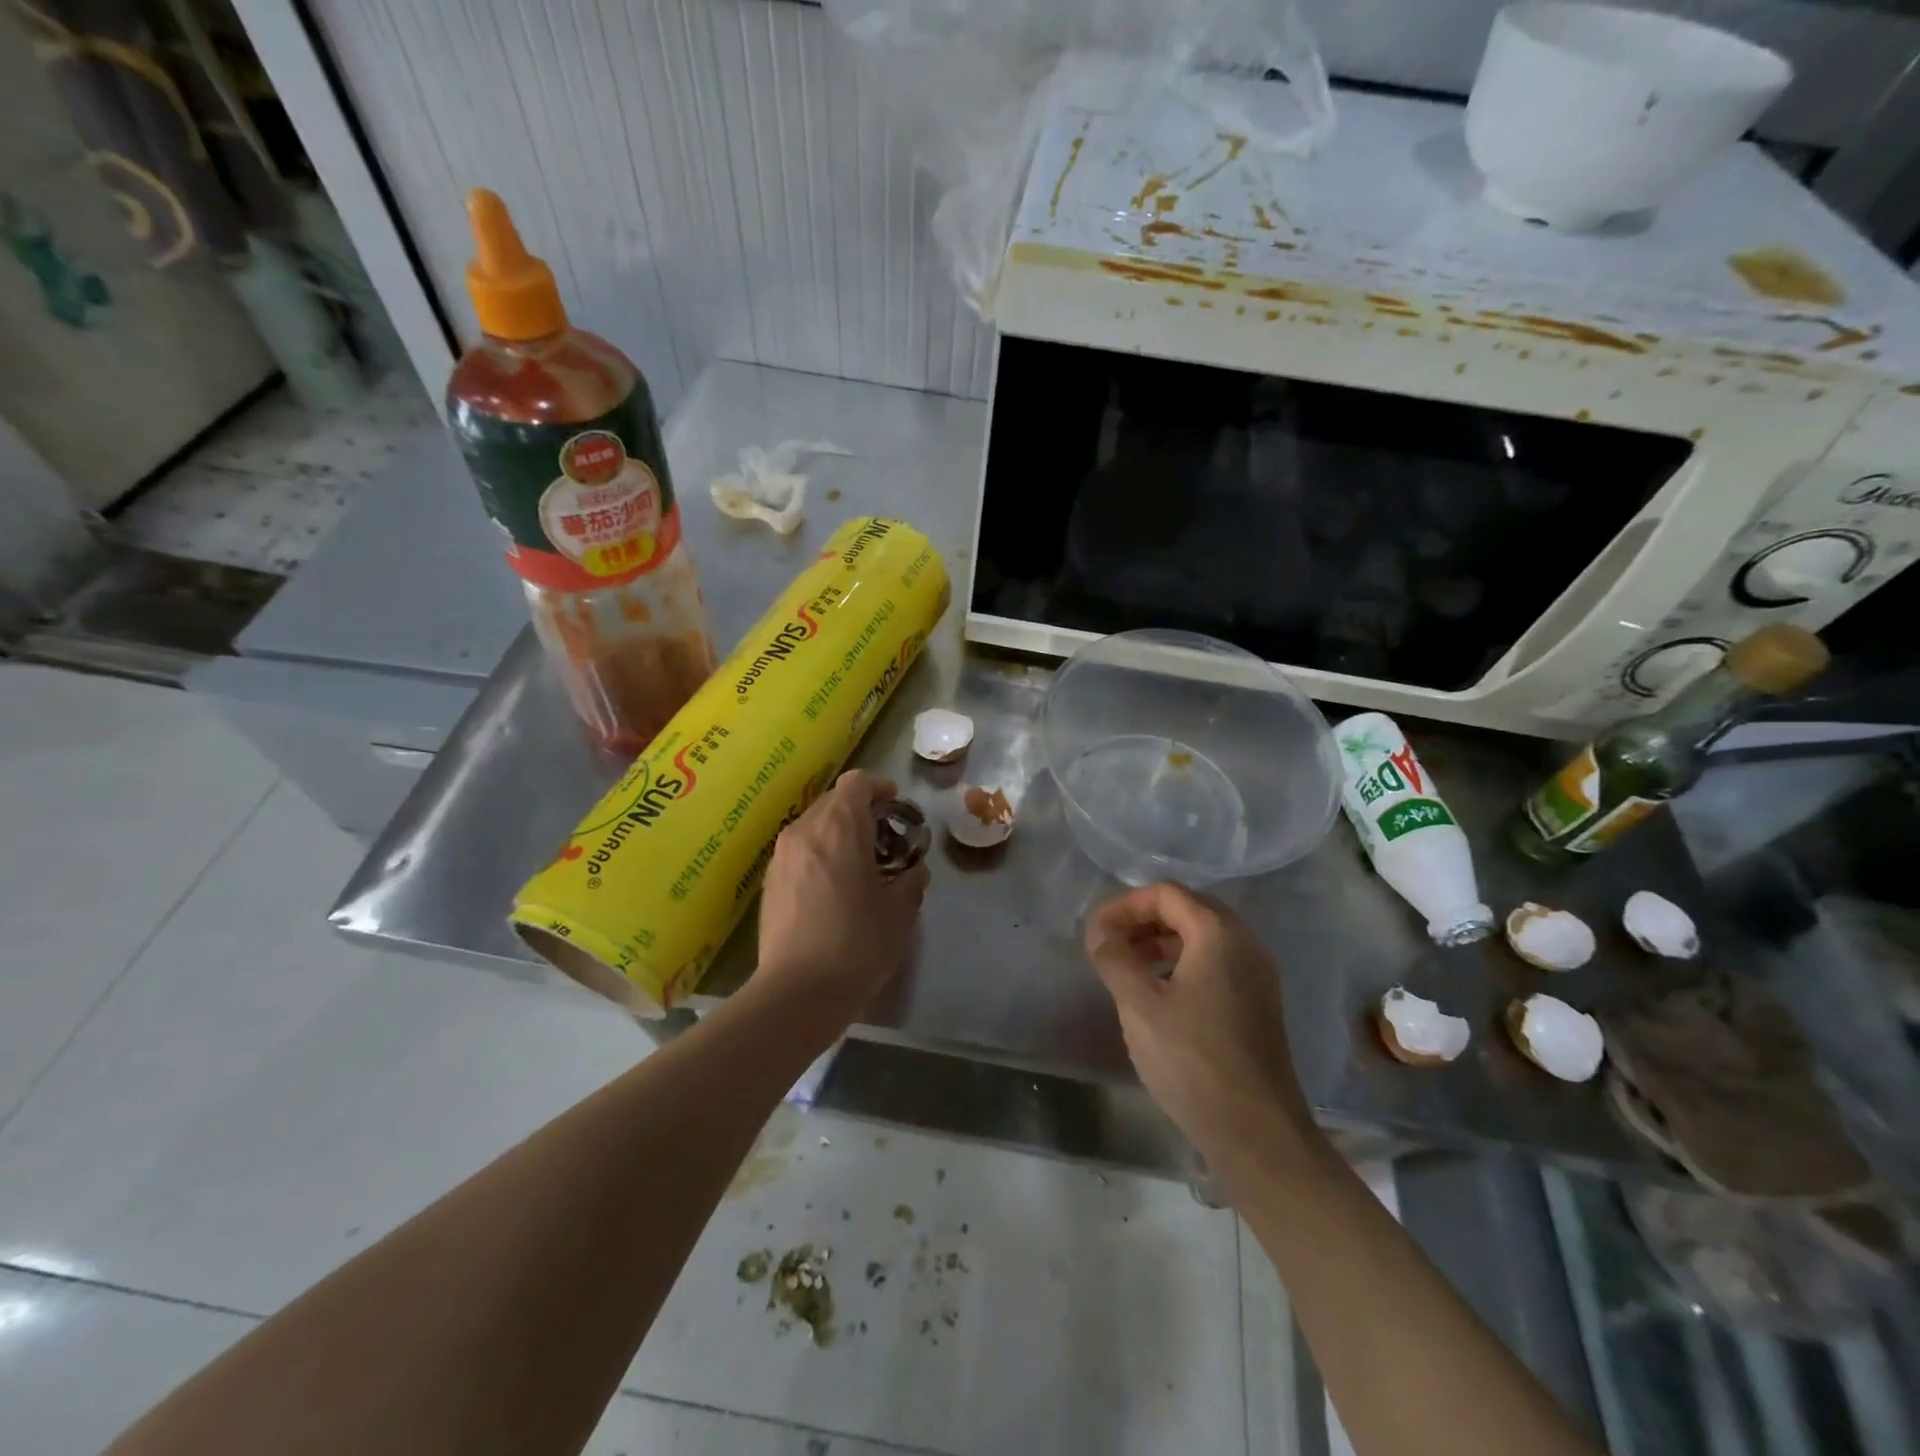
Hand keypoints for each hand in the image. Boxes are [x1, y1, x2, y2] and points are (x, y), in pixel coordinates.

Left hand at [754, 769, 929, 1025]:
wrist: (797, 993)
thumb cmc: (858, 944)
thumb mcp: (900, 912)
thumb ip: (912, 880)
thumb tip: (914, 870)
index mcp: (839, 827)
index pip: (858, 782)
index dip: (880, 788)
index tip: (897, 808)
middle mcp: (804, 830)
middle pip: (834, 801)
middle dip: (862, 813)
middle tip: (885, 841)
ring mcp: (781, 856)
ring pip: (815, 826)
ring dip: (839, 834)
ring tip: (860, 867)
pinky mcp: (769, 881)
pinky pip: (800, 850)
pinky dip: (820, 854)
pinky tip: (834, 888)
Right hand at [1085, 883, 1315, 1167]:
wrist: (1256, 1131)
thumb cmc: (1192, 1059)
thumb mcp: (1139, 1005)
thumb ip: (1114, 958)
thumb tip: (1100, 934)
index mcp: (1218, 933)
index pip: (1165, 894)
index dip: (1124, 905)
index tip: (1096, 933)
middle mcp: (1245, 943)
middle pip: (1187, 909)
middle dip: (1144, 920)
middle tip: (1111, 944)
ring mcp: (1257, 974)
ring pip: (1203, 937)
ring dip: (1162, 942)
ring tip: (1129, 967)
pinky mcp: (1259, 1002)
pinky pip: (1216, 963)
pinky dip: (1183, 963)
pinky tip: (1161, 993)